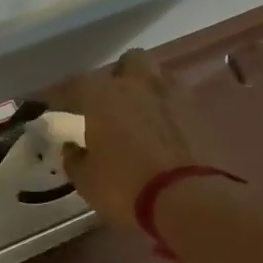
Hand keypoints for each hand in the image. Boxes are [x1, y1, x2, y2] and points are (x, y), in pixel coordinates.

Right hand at [63, 50, 234, 229]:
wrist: (192, 201)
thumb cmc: (127, 188)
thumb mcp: (86, 181)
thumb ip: (75, 158)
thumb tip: (72, 148)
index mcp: (103, 97)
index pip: (74, 84)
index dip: (64, 96)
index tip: (59, 109)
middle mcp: (139, 85)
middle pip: (129, 62)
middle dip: (119, 77)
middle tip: (112, 104)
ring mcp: (176, 95)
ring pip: (160, 77)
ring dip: (149, 90)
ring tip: (144, 117)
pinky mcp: (203, 113)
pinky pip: (182, 102)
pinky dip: (173, 112)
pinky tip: (169, 134)